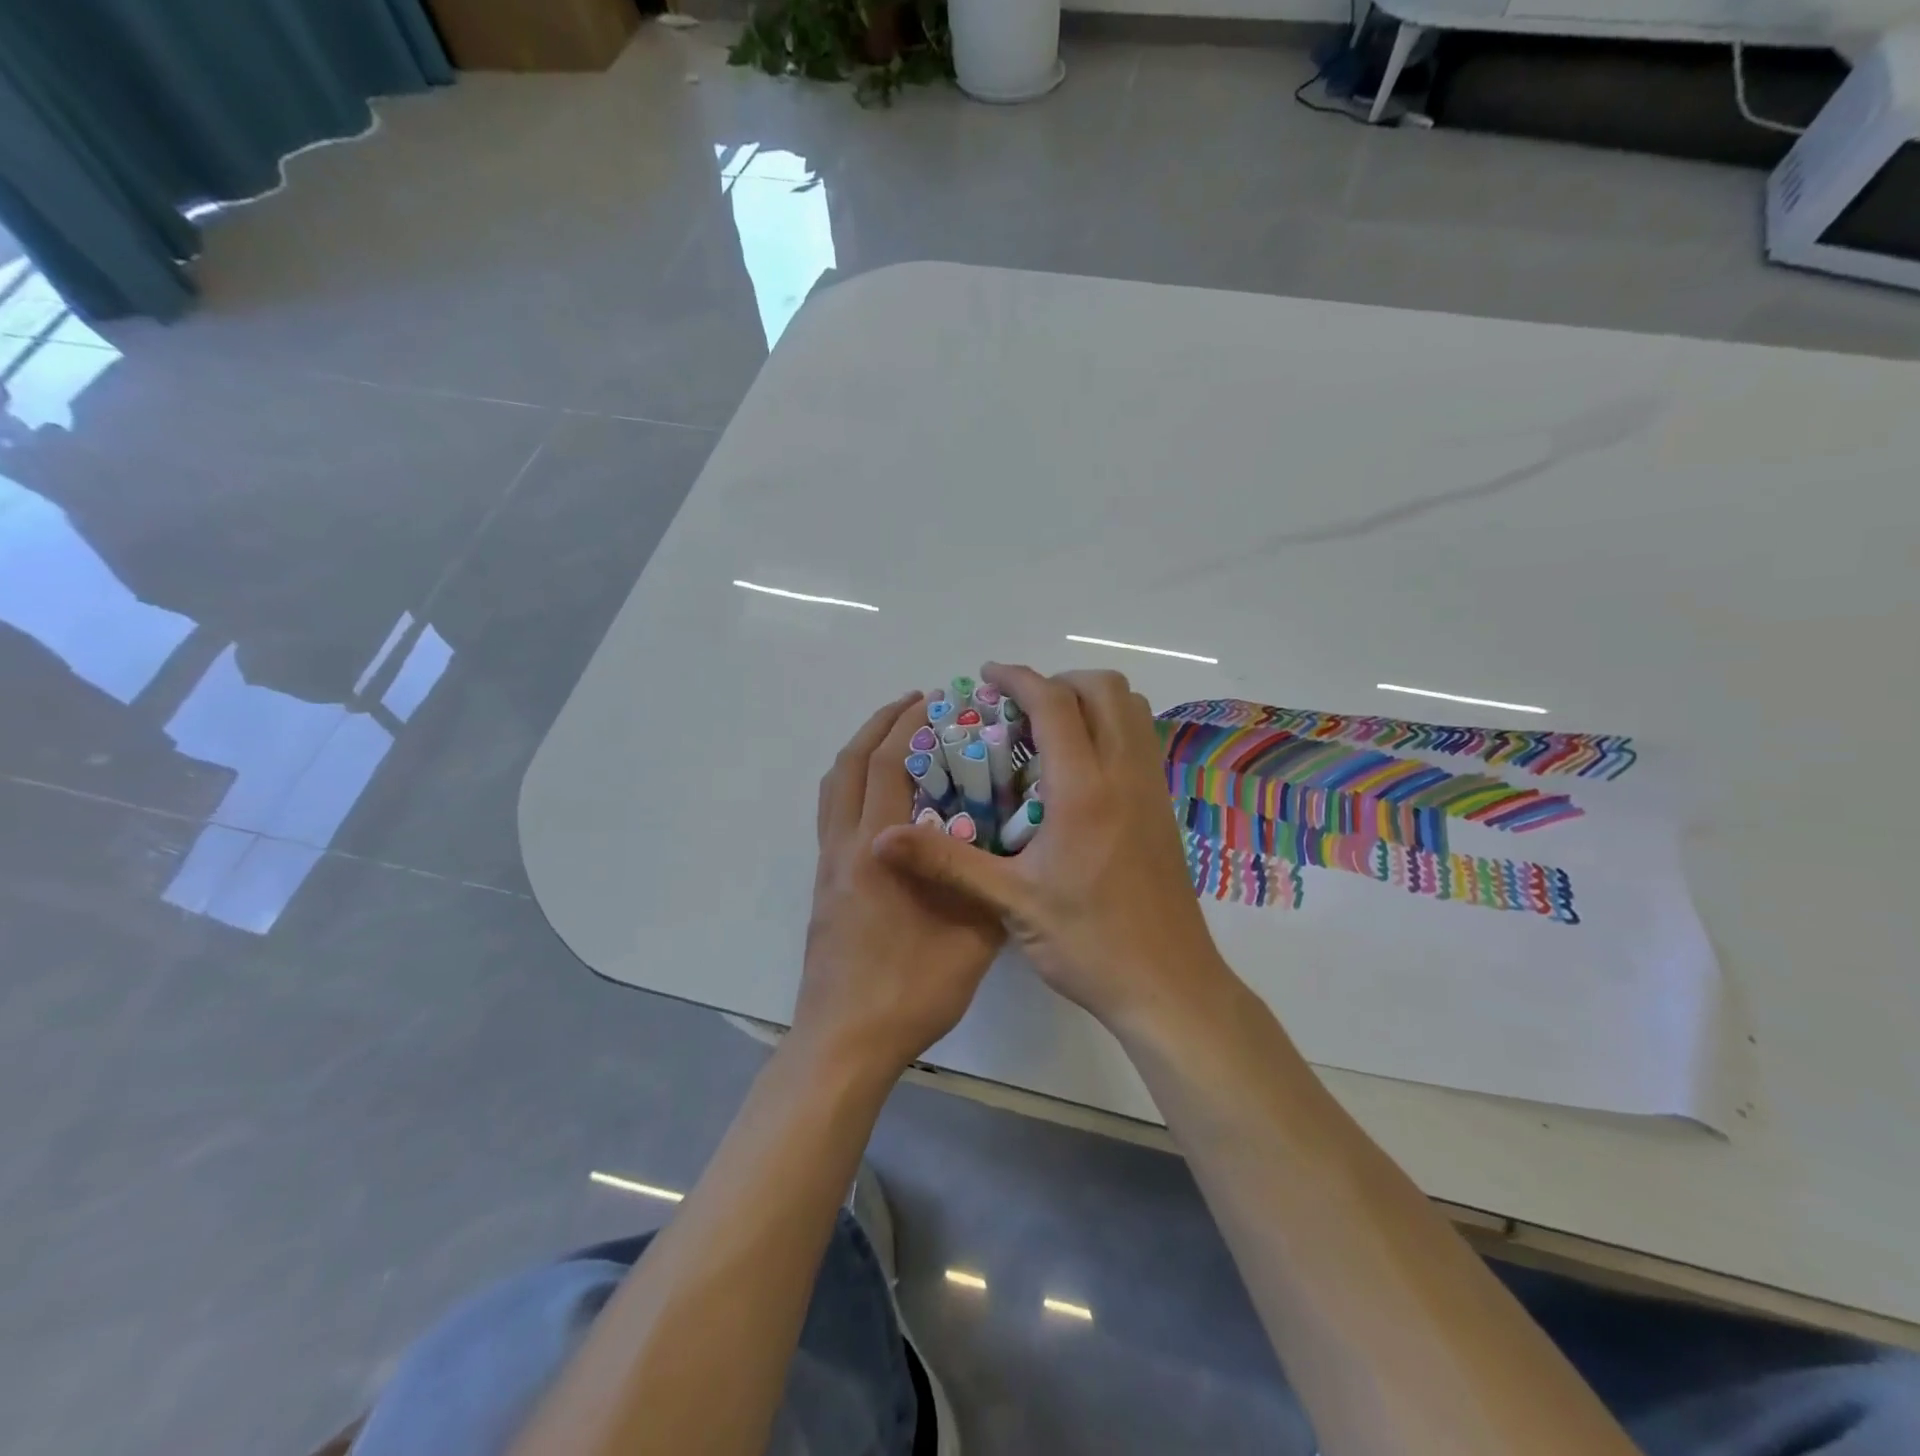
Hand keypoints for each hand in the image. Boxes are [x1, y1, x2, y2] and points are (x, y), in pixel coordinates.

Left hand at [792, 692, 1006, 1079]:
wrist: (846, 1041)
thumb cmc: (912, 989)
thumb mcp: (973, 937)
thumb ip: (988, 884)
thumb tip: (1010, 847)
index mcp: (881, 850)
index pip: (888, 766)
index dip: (909, 726)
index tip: (935, 702)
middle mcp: (846, 846)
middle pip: (852, 763)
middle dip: (882, 724)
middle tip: (916, 704)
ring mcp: (828, 866)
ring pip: (834, 786)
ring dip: (860, 749)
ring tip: (893, 735)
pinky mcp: (823, 885)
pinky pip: (831, 813)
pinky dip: (850, 783)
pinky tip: (878, 795)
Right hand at [875, 664, 1231, 1035]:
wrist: (1169, 987)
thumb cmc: (1089, 944)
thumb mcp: (1011, 904)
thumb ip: (946, 863)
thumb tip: (881, 839)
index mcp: (1084, 789)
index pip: (1054, 703)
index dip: (1017, 678)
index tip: (987, 676)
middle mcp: (1125, 775)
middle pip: (1104, 689)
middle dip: (1058, 681)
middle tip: (1018, 710)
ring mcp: (1152, 790)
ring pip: (1131, 710)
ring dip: (1089, 701)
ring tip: (1047, 732)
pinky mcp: (1164, 809)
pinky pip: (1140, 740)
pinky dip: (1109, 728)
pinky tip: (1077, 772)